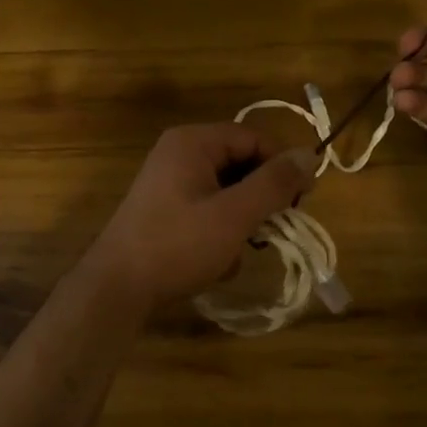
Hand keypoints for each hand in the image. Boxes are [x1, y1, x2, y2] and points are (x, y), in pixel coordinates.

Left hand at [81, 124, 316, 307]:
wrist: (116, 287)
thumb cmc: (178, 245)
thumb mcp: (234, 215)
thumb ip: (273, 184)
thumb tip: (310, 155)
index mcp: (193, 142)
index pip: (253, 138)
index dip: (281, 165)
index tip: (300, 201)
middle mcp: (179, 153)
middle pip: (239, 162)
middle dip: (258, 199)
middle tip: (271, 229)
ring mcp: (168, 181)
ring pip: (225, 190)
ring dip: (240, 221)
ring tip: (237, 251)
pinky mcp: (164, 209)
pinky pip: (206, 209)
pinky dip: (219, 231)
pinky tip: (217, 262)